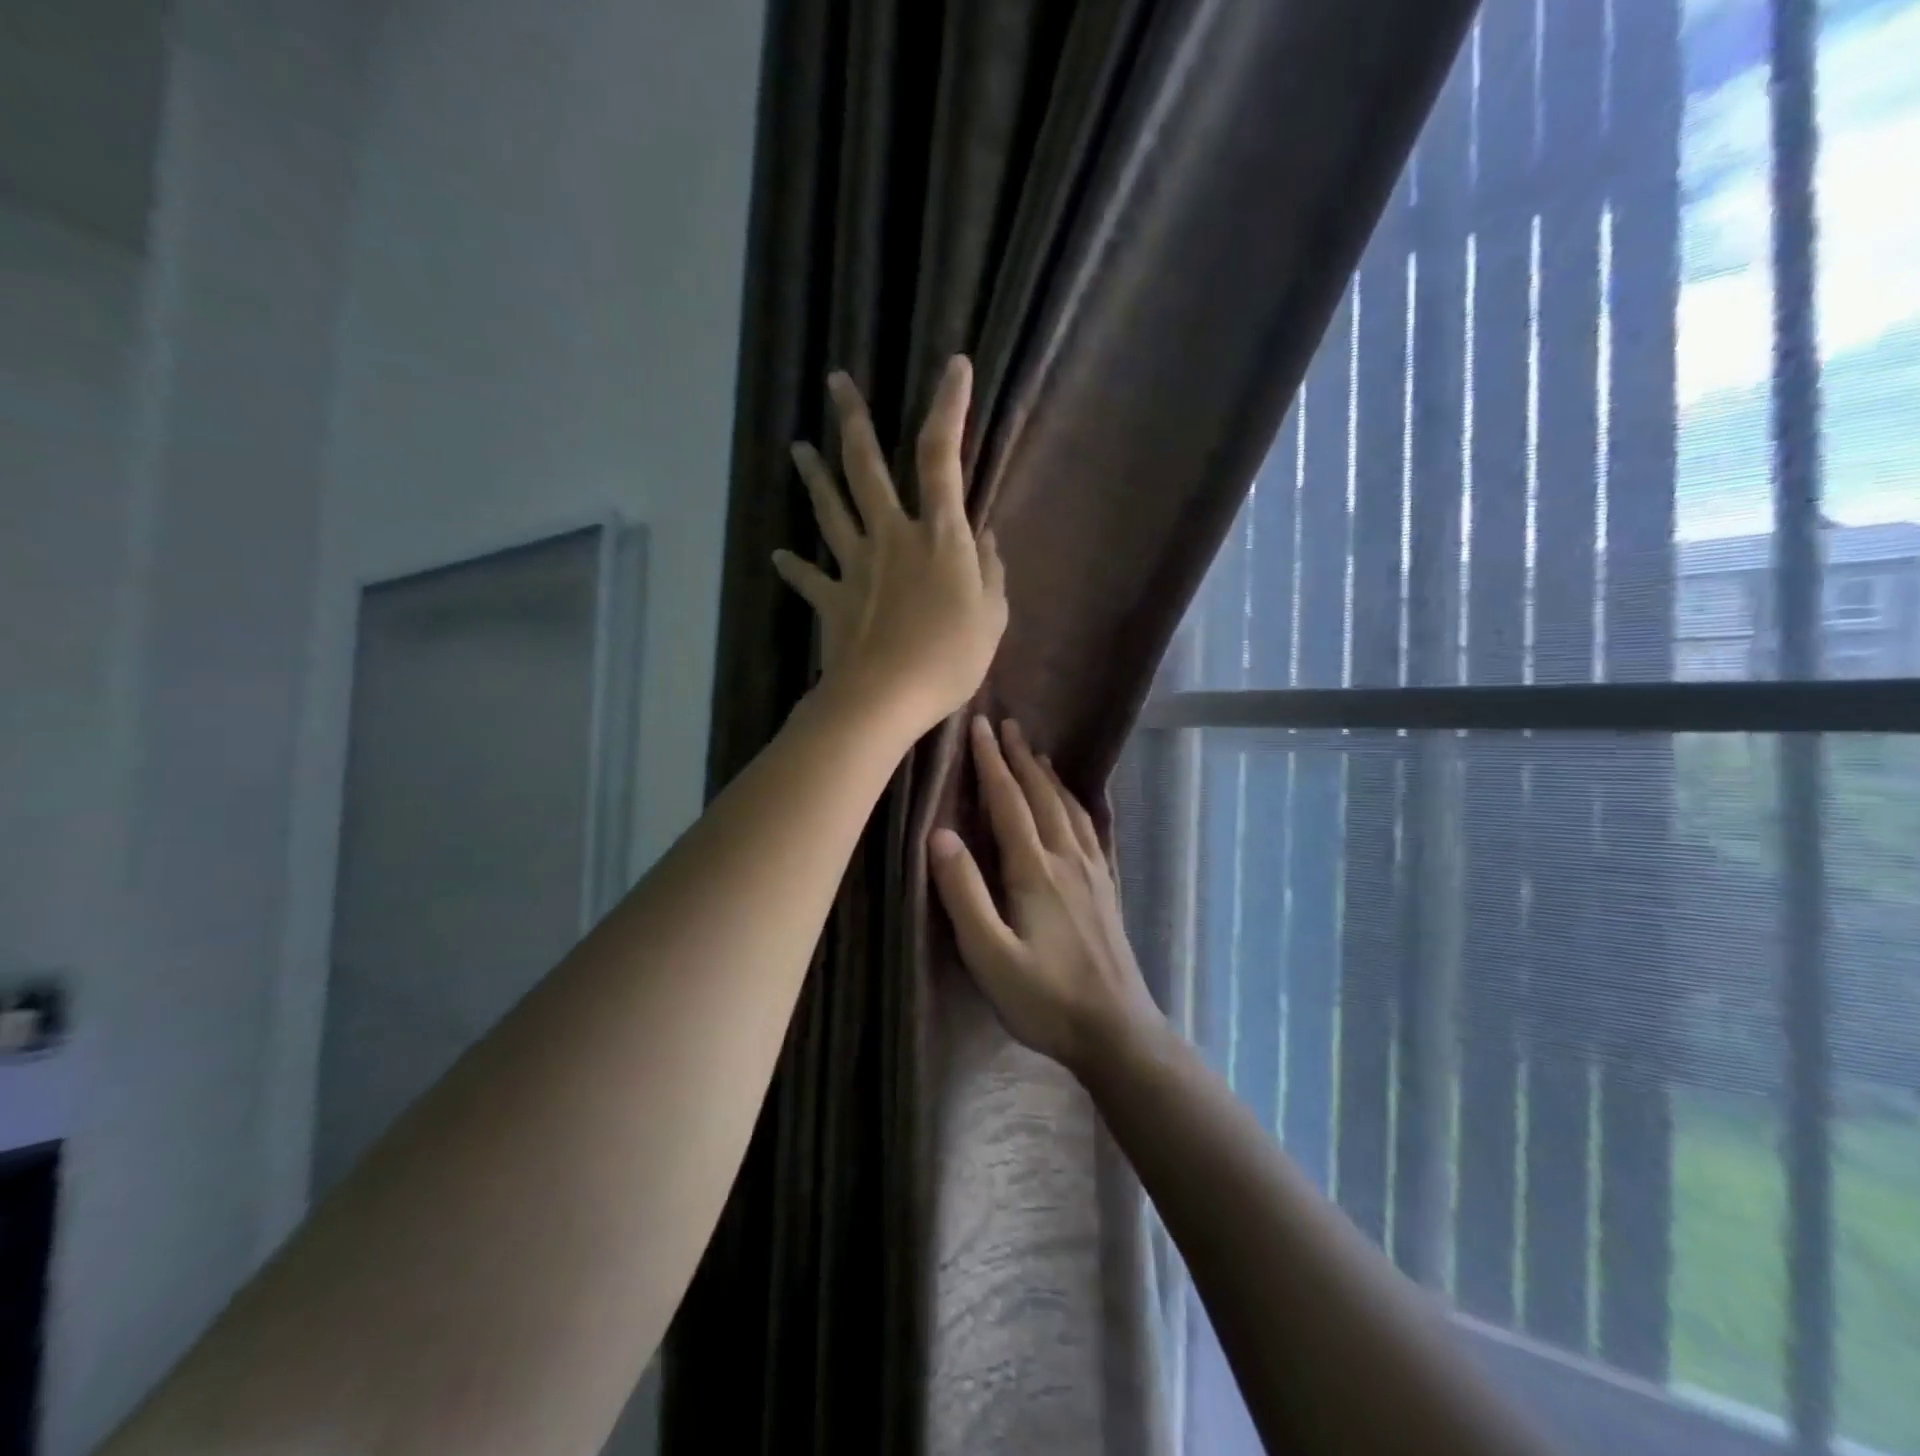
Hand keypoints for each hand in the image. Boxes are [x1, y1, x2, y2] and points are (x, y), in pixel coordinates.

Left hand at [774, 356, 1007, 734]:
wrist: (886, 697)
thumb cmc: (950, 658)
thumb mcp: (992, 617)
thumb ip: (991, 573)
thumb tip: (986, 538)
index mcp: (939, 536)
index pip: (943, 457)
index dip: (949, 408)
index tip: (953, 366)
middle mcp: (891, 537)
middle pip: (867, 468)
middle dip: (853, 420)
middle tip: (835, 382)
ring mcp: (856, 566)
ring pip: (831, 510)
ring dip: (814, 477)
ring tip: (798, 448)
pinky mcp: (832, 599)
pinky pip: (810, 578)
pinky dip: (795, 567)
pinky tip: (781, 556)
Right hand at [929, 715, 1162, 1071]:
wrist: (1116, 1030)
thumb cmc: (1044, 998)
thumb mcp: (989, 955)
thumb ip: (964, 894)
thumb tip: (939, 834)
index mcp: (1035, 871)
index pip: (1009, 802)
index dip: (992, 762)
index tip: (979, 726)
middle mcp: (1067, 859)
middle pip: (1041, 795)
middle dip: (1021, 757)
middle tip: (1006, 724)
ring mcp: (1093, 872)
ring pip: (1068, 808)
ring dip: (1048, 775)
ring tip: (1037, 752)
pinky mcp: (1107, 888)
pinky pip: (1089, 829)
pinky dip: (1076, 803)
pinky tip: (1075, 805)